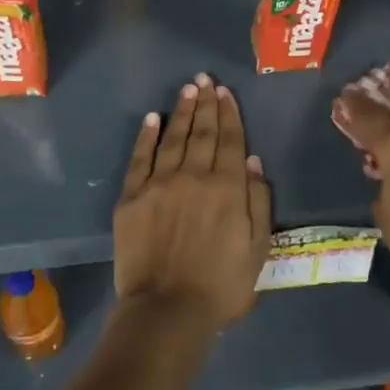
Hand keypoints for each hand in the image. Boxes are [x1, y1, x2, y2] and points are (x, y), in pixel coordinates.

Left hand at [114, 73, 271, 328]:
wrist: (167, 310)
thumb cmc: (222, 285)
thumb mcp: (258, 248)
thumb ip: (257, 201)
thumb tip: (251, 160)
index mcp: (227, 188)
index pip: (230, 140)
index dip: (229, 114)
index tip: (226, 93)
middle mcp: (193, 176)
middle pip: (202, 133)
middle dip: (206, 104)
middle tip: (206, 79)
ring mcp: (159, 184)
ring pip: (173, 138)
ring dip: (181, 112)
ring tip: (188, 89)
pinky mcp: (132, 197)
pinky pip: (140, 158)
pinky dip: (147, 136)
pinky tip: (152, 118)